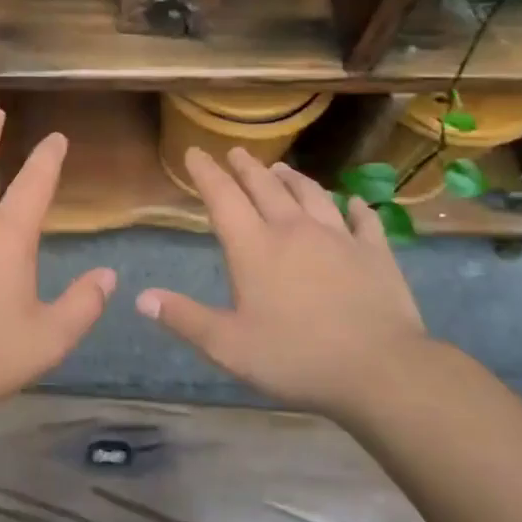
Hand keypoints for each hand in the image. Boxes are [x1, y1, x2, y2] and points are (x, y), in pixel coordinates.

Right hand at [136, 146, 443, 412]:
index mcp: (254, 248)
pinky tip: (354, 202)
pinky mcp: (375, 253)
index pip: (223, 198)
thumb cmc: (295, 357)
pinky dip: (355, 207)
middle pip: (265, 187)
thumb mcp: (228, 346)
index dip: (206, 173)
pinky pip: (363, 220)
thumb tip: (141, 297)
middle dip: (247, 167)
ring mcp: (338, 237)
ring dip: (293, 179)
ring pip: (311, 195)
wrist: (379, 369)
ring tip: (282, 168)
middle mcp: (293, 230)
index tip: (195, 152)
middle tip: (237, 152)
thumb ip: (184, 318)